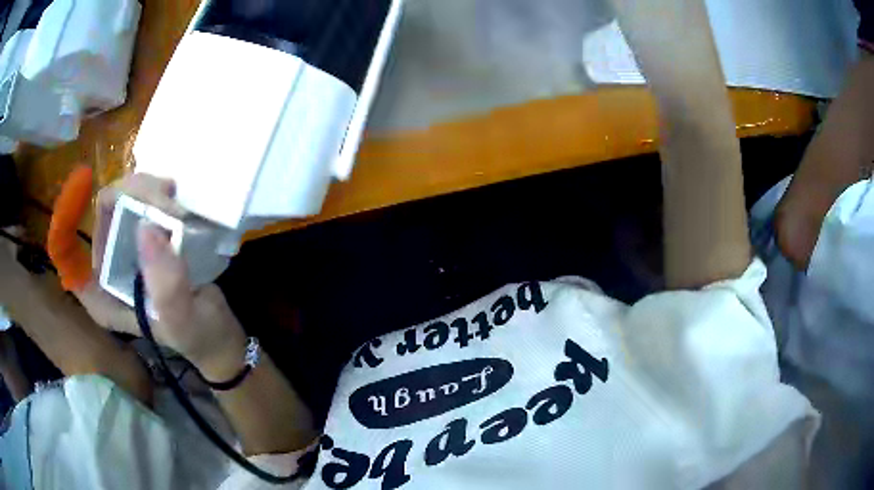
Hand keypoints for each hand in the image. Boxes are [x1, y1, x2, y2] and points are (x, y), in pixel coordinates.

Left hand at [50, 169, 247, 377]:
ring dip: (148, 190)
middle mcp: (107, 267)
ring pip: (123, 199)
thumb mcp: (183, 322)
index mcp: (102, 296)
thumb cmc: (200, 337)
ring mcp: (126, 249)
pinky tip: (176, 198)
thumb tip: (147, 227)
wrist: (220, 334)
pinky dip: (157, 191)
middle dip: (131, 194)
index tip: (84, 180)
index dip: (66, 218)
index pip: (69, 254)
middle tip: (168, 199)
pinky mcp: (146, 237)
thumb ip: (166, 287)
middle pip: (103, 211)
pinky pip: (141, 200)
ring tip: (178, 204)